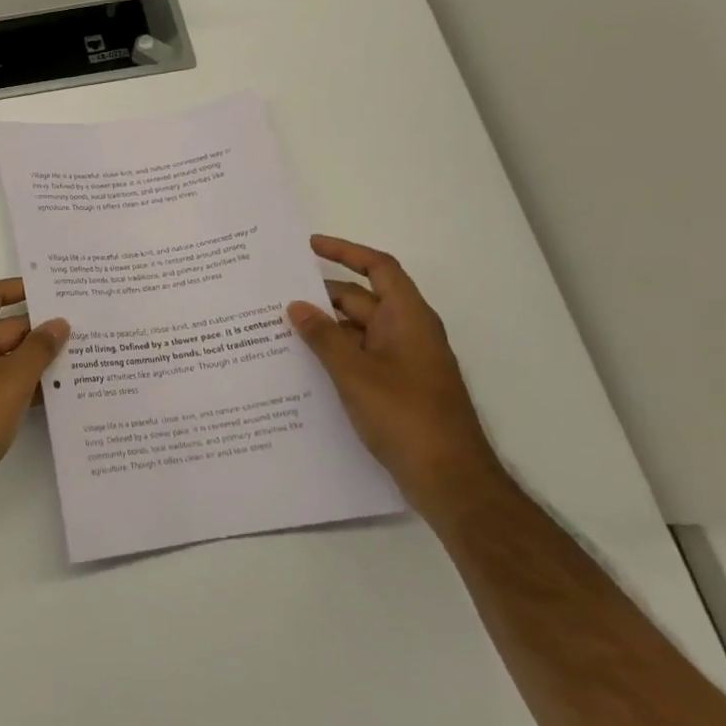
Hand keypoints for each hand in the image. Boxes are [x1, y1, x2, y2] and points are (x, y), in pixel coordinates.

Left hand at [0, 279, 69, 526]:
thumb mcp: (12, 379)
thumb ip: (39, 349)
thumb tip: (59, 322)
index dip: (19, 288)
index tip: (54, 290)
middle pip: (5, 327)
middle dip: (40, 328)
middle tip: (84, 328)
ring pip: (7, 360)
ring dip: (38, 360)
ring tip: (83, 359)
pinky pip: (4, 386)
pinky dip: (28, 386)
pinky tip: (61, 394)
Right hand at [287, 235, 504, 515]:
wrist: (449, 480)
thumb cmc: (405, 416)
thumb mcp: (355, 373)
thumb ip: (323, 337)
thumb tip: (296, 306)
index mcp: (408, 319)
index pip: (379, 269)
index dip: (346, 252)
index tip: (309, 246)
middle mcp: (408, 333)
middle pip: (362, 299)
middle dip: (321, 295)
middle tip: (276, 294)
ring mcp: (403, 362)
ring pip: (357, 331)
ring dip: (324, 327)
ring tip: (277, 327)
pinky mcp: (396, 387)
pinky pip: (360, 356)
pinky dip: (333, 353)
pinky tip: (301, 363)